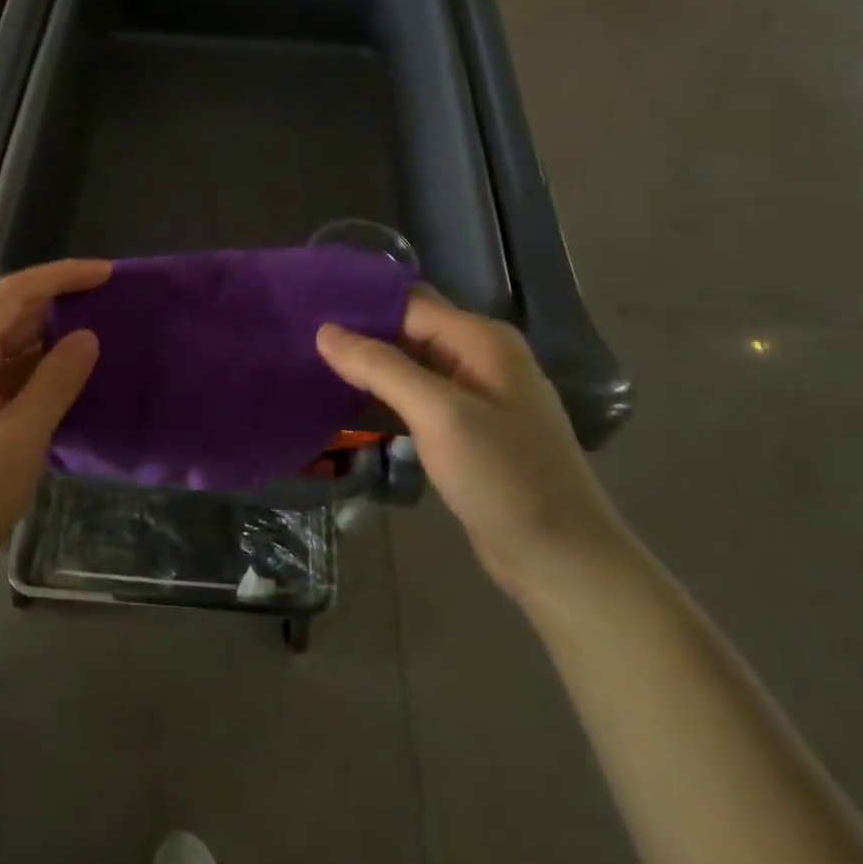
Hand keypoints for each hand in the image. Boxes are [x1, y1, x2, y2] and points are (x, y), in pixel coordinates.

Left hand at [0, 260, 108, 598]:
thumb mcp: (16, 442)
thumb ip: (55, 383)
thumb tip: (87, 336)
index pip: (15, 292)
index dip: (63, 276)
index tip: (109, 273)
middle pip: (9, 316)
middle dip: (60, 306)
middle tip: (114, 307)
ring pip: (6, 350)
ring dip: (49, 344)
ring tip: (102, 341)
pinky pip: (0, 379)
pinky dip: (34, 376)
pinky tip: (67, 385)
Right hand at [317, 292, 638, 610]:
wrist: (562, 560)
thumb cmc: (504, 478)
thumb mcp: (440, 415)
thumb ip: (381, 367)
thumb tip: (325, 330)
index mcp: (482, 340)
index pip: (408, 303)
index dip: (360, 305)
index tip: (306, 308)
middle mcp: (480, 357)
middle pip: (409, 329)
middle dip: (359, 333)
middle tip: (300, 337)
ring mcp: (476, 395)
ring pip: (410, 364)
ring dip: (368, 365)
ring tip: (311, 363)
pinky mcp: (467, 429)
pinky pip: (417, 397)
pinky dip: (384, 395)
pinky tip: (346, 400)